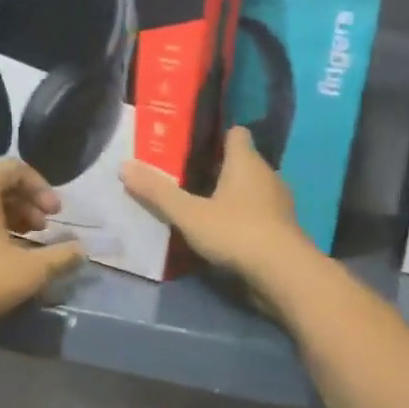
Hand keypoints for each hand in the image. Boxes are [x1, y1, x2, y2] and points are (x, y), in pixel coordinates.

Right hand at [122, 128, 316, 292]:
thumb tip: (124, 166)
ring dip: (231, 195)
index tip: (194, 143)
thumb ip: (158, 192)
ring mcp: (278, 204)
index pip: (236, 133)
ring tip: (202, 204)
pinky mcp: (283, 230)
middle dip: (218, 167)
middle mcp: (267, 175)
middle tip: (186, 175)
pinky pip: (259, 214)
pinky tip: (223, 231)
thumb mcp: (189, 214)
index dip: (217, 135)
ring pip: (252, 189)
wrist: (284, 274)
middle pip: (242, 162)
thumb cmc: (236, 232)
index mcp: (246, 161)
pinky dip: (243, 218)